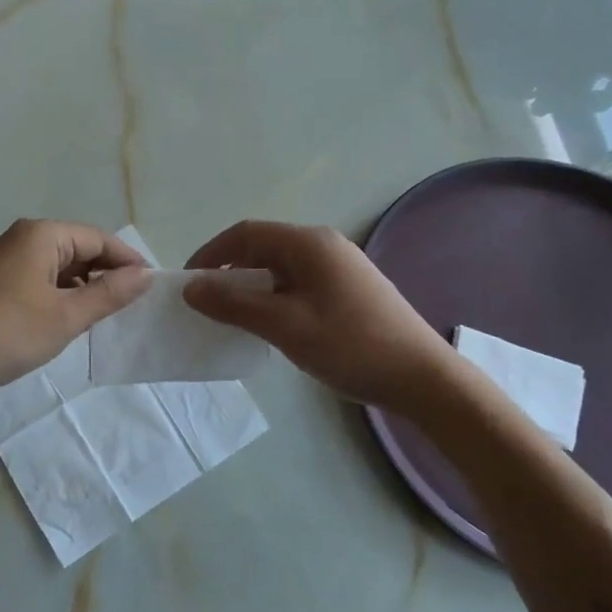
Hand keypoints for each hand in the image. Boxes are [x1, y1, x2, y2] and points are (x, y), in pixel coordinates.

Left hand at [0, 220, 149, 402]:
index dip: (129, 261)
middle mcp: (24, 238)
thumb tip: (146, 275)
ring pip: (60, 267)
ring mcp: (6, 259)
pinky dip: (61, 295)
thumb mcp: (64, 317)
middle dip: (107, 274)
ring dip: (84, 288)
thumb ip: (108, 295)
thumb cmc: (5, 333)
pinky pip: (41, 279)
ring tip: (107, 317)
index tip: (153, 288)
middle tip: (134, 306)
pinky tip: (70, 320)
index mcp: (42, 235)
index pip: (99, 239)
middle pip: (80, 249)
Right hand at [183, 221, 457, 411]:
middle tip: (208, 303)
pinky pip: (299, 282)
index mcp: (309, 243)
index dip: (211, 253)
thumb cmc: (350, 345)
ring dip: (252, 286)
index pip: (246, 233)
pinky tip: (272, 325)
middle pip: (263, 247)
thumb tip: (191, 287)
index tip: (188, 282)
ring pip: (281, 267)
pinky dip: (275, 296)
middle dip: (230, 270)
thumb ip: (234, 304)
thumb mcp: (284, 326)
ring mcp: (340, 266)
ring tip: (235, 317)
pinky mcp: (349, 288)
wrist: (423, 378)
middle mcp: (324, 245)